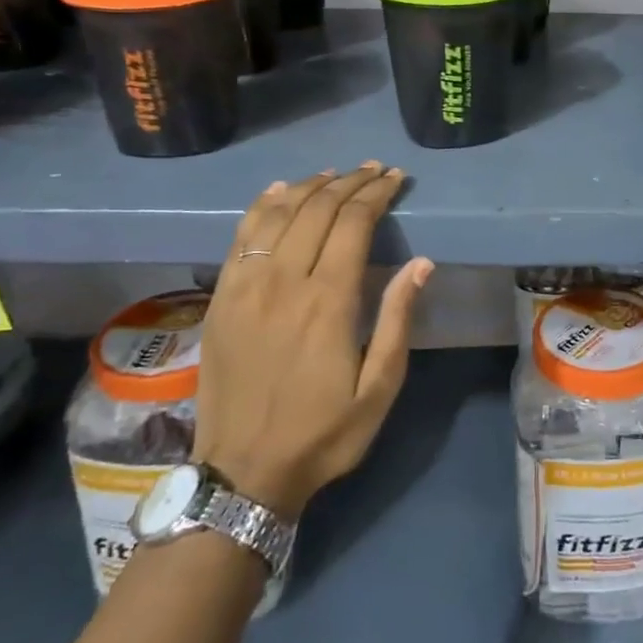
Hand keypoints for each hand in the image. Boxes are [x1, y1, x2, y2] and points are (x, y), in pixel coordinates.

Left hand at [194, 163, 433, 516]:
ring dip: (310, 186)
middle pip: (318, 210)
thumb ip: (398, 320)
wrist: (244, 472)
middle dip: (349, 183)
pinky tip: (280, 191)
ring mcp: (245, 287)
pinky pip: (241, 236)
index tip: (395, 179)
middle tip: (374, 170)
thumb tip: (421, 264)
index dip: (376, 194)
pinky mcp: (221, 298)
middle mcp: (284, 282)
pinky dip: (263, 205)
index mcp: (328, 302)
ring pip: (277, 214)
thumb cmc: (323, 433)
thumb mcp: (379, 388)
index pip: (353, 224)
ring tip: (335, 174)